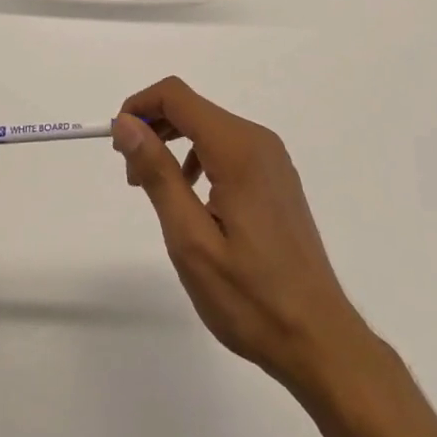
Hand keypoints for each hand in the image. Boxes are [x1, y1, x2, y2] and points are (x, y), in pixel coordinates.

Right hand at [113, 76, 370, 389]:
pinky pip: (227, 147)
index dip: (139, 107)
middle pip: (192, 108)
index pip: (176, 96)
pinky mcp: (276, 177)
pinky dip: (198, 157)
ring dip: (173, 144)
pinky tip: (192, 198)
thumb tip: (126, 123)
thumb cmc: (250, 297)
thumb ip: (158, 174)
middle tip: (132, 177)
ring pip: (208, 127)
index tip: (117, 146)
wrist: (319, 341)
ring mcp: (272, 158)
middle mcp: (258, 141)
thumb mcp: (191, 239)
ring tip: (156, 191)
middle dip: (153, 128)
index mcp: (238, 149)